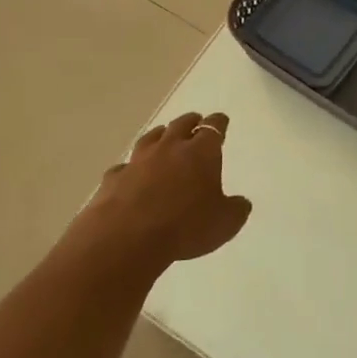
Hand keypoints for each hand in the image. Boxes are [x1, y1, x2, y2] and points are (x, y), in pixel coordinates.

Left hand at [76, 111, 252, 266]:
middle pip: (181, 124)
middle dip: (190, 122)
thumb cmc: (185, 226)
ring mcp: (139, 160)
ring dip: (160, 136)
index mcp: (201, 152)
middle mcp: (170, 147)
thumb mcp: (225, 223)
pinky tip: (131, 174)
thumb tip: (241, 203)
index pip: (213, 127)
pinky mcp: (115, 177)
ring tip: (164, 136)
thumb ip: (236, 209)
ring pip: (152, 138)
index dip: (218, 122)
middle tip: (195, 122)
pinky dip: (131, 168)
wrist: (128, 237)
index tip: (221, 120)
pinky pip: (125, 166)